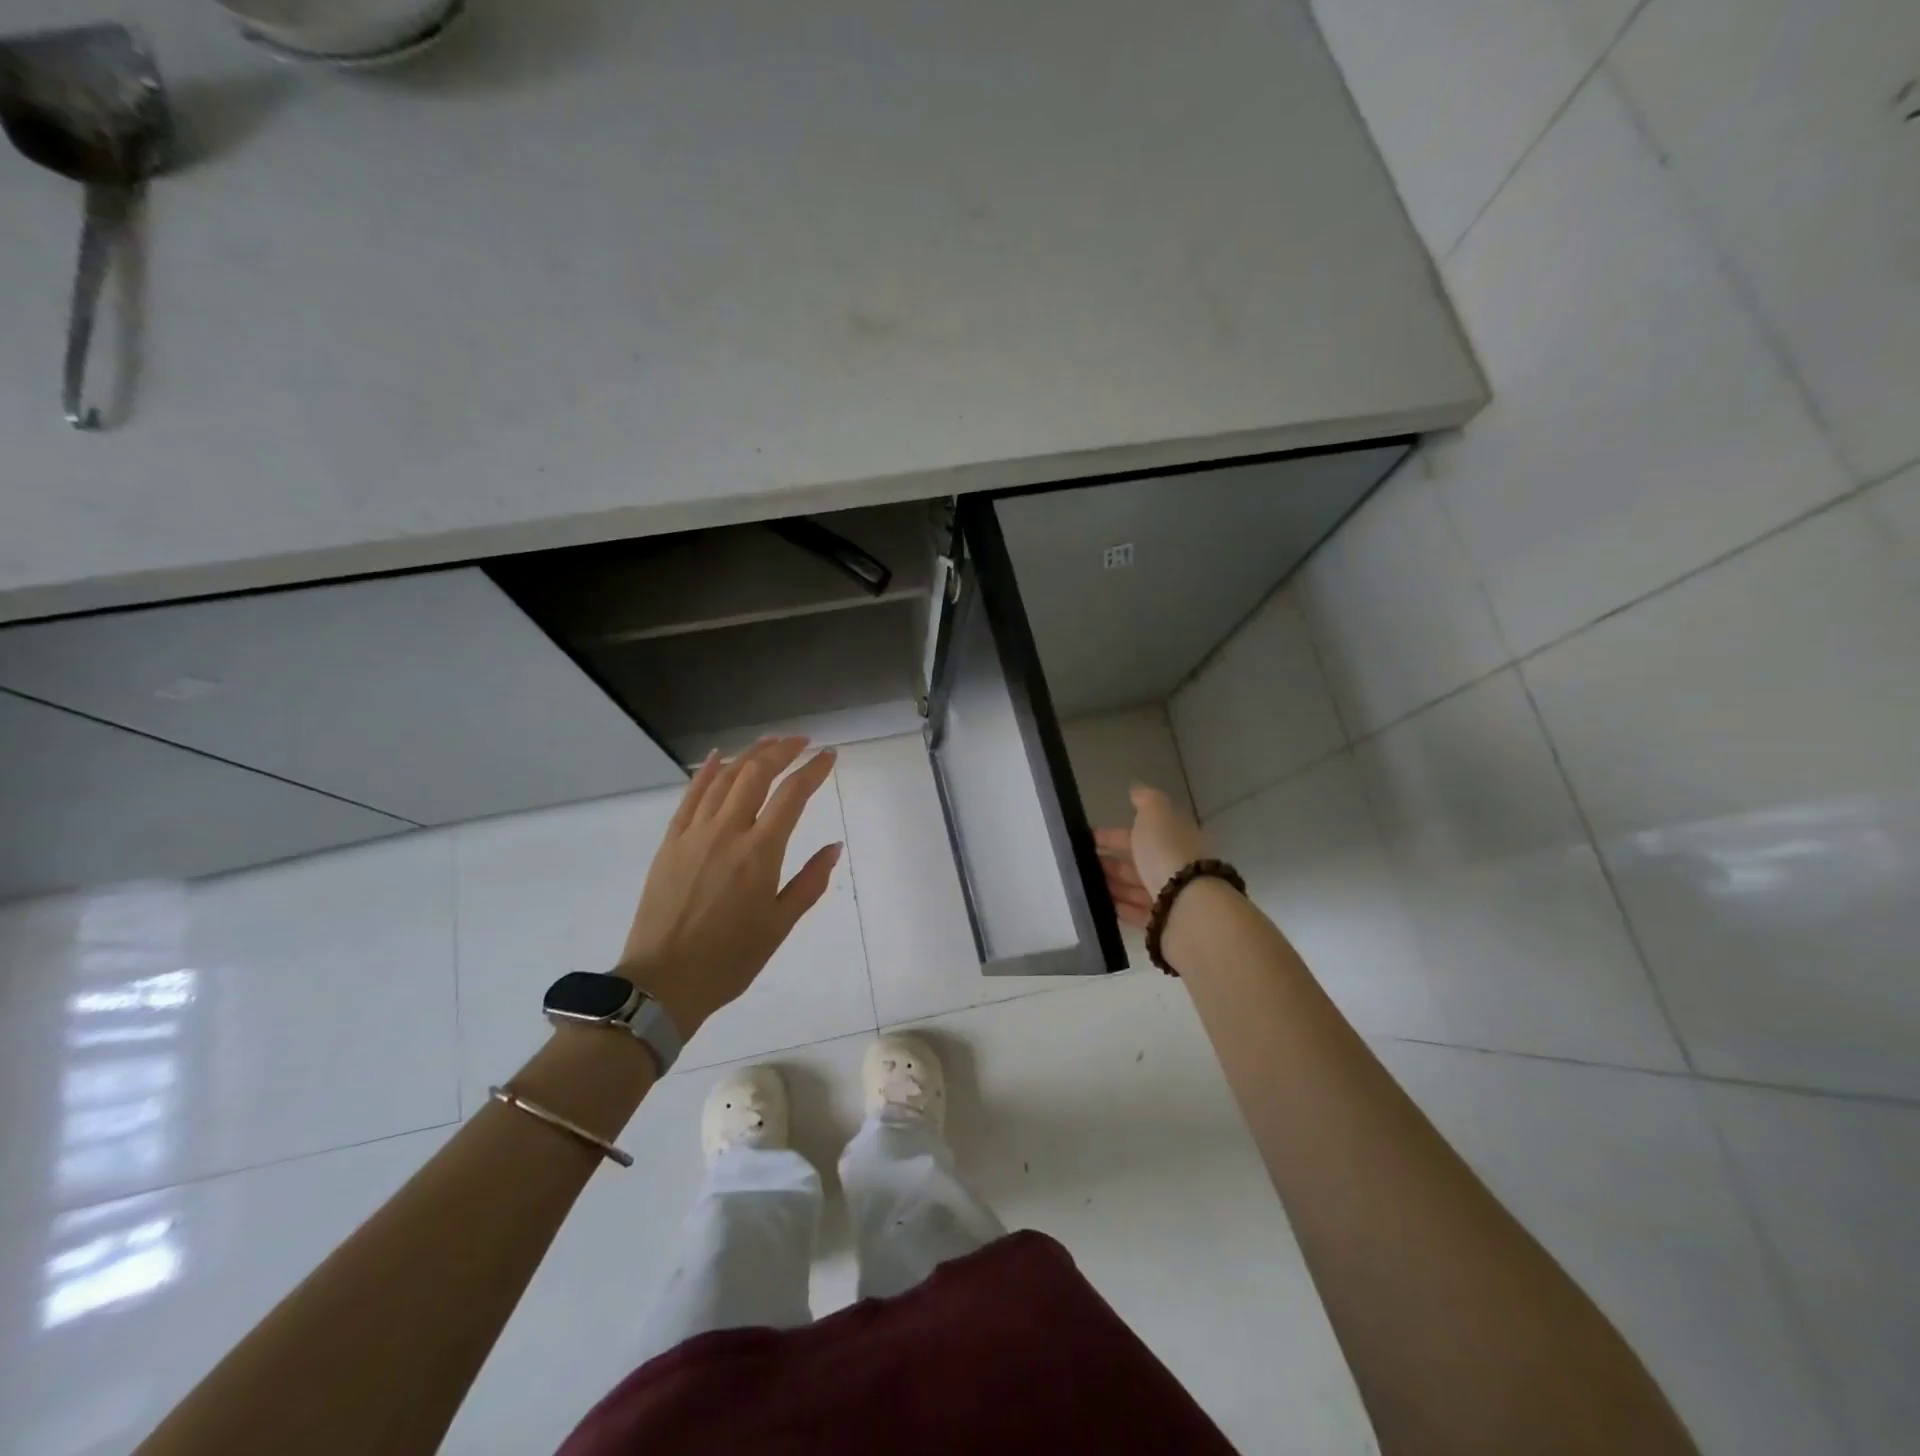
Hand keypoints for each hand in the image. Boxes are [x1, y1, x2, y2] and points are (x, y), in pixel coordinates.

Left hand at [615, 737, 841, 1035]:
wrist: (662, 981)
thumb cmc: (730, 958)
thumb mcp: (779, 925)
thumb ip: (809, 882)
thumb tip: (834, 847)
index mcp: (759, 853)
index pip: (792, 795)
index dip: (813, 770)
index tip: (829, 756)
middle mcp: (728, 832)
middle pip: (757, 774)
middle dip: (782, 750)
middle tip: (801, 742)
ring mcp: (694, 833)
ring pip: (724, 778)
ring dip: (750, 755)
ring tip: (770, 743)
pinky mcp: (671, 842)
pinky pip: (690, 796)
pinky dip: (707, 772)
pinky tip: (719, 757)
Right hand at [1093, 784, 1211, 926]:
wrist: (1188, 906)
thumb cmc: (1168, 853)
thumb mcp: (1157, 814)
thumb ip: (1146, 800)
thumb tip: (1136, 790)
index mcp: (1174, 839)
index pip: (1139, 834)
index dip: (1112, 834)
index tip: (1086, 837)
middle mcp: (1174, 867)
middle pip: (1136, 862)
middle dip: (1109, 861)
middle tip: (1078, 863)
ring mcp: (1169, 897)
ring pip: (1133, 887)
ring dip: (1110, 883)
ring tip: (1082, 884)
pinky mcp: (1161, 923)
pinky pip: (1134, 912)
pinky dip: (1117, 906)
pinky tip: (1097, 904)